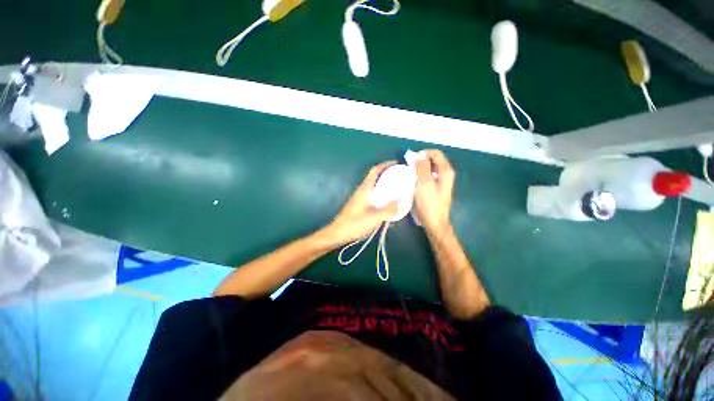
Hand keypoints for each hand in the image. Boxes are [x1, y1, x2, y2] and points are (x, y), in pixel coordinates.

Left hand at [324, 161, 398, 246]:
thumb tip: (401, 201)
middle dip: (388, 175)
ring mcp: (360, 198)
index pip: (375, 171)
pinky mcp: (360, 205)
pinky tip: (388, 204)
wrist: (337, 233)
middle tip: (401, 178)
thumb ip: (388, 209)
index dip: (385, 165)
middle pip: (375, 177)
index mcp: (365, 189)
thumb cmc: (355, 224)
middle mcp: (362, 191)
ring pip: (374, 187)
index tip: (397, 164)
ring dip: (385, 186)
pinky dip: (382, 195)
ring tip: (397, 190)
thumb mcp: (374, 217)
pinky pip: (373, 196)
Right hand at [414, 149, 454, 235]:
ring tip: (410, 175)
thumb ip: (422, 167)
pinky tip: (414, 182)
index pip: (435, 153)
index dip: (423, 154)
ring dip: (419, 169)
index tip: (412, 160)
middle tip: (409, 168)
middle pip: (433, 160)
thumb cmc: (429, 203)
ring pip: (429, 169)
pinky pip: (428, 177)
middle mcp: (445, 174)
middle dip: (420, 162)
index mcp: (445, 171)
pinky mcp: (436, 188)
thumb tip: (420, 154)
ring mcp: (441, 182)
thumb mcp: (424, 183)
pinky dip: (420, 176)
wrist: (434, 222)